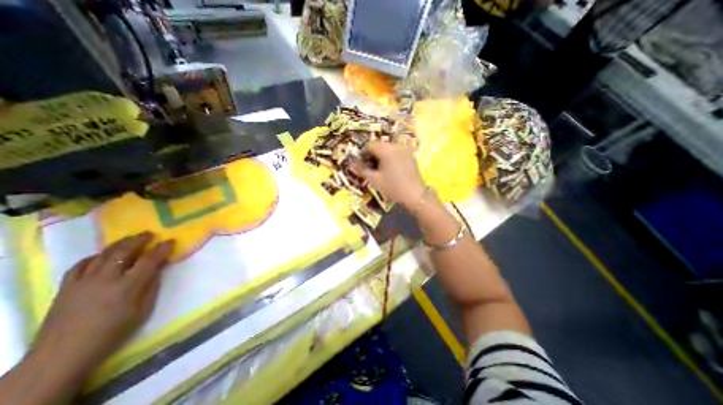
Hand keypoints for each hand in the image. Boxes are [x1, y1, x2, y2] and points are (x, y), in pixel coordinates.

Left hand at [29, 233, 173, 377]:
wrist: (63, 354)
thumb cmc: (113, 332)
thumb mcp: (142, 310)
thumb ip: (152, 286)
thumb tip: (158, 269)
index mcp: (128, 286)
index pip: (149, 260)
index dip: (162, 249)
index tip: (170, 241)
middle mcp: (105, 279)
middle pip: (123, 252)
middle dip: (139, 240)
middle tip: (149, 234)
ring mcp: (83, 281)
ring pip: (103, 255)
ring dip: (119, 244)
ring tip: (130, 239)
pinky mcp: (66, 287)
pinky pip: (81, 265)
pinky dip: (95, 256)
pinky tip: (102, 255)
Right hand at [351, 140, 425, 211]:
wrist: (415, 195)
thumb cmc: (393, 187)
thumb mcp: (375, 180)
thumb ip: (362, 170)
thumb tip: (351, 164)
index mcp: (386, 149)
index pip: (370, 145)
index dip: (362, 153)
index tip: (360, 163)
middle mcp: (396, 146)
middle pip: (379, 145)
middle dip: (371, 154)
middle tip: (368, 167)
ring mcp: (405, 150)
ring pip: (388, 149)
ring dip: (380, 156)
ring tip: (378, 169)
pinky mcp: (410, 156)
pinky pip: (396, 152)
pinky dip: (389, 157)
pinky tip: (389, 169)